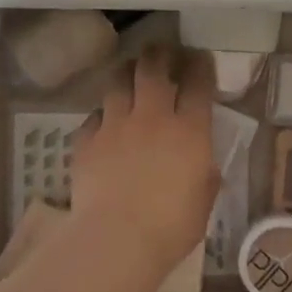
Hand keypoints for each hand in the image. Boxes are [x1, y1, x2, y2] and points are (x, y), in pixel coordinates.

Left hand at [69, 45, 220, 283]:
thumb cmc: (170, 228)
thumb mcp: (203, 203)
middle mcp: (152, 117)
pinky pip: (94, 117)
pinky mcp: (87, 140)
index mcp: (189, 131)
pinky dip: (101, 116)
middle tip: (161, 52)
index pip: (198, 84)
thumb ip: (205, 177)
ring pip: (118, 83)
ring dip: (126, 74)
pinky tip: (103, 122)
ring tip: (129, 72)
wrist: (116, 239)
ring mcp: (116, 125)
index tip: (200, 59)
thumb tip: (203, 165)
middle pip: (153, 69)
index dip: (200, 66)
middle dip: (159, 55)